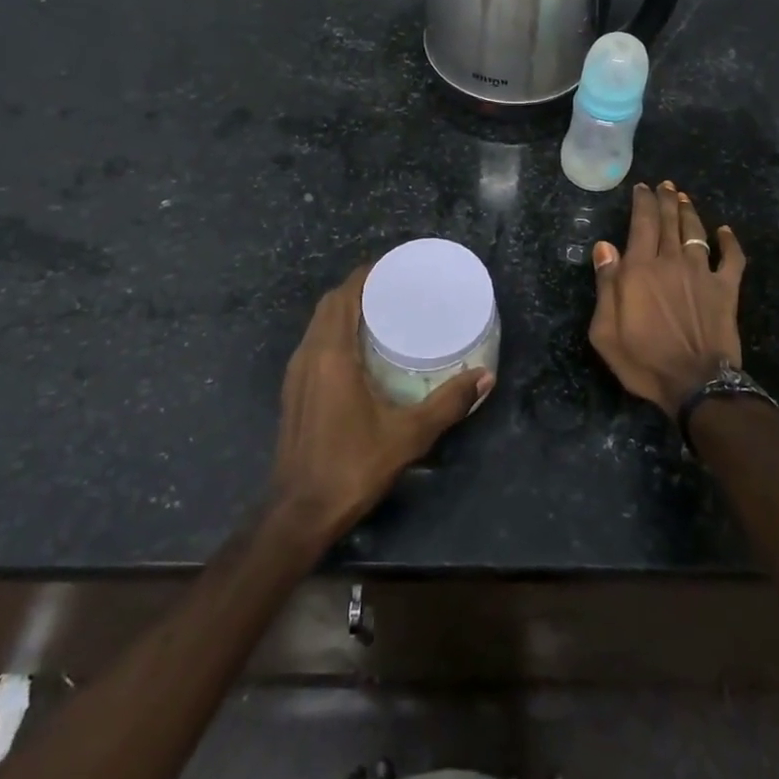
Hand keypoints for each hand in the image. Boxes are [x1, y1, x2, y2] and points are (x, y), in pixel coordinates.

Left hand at [271, 265, 492, 544]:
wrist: (299, 511)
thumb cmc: (352, 466)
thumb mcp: (408, 435)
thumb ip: (448, 403)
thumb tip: (485, 376)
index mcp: (332, 355)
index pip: (345, 296)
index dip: (367, 275)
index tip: (395, 266)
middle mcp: (308, 355)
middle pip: (330, 304)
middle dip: (359, 288)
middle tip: (395, 288)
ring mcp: (296, 373)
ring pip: (318, 324)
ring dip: (345, 309)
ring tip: (381, 311)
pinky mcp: (294, 391)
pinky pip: (314, 343)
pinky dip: (335, 331)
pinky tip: (361, 349)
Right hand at [590, 182, 745, 416]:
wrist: (695, 383)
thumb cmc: (643, 360)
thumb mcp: (605, 330)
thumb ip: (606, 285)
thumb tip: (604, 247)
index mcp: (640, 269)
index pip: (641, 224)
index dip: (642, 202)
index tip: (641, 188)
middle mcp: (671, 262)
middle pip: (669, 221)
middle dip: (665, 199)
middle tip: (664, 185)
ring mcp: (702, 273)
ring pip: (696, 232)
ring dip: (689, 212)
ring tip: (683, 198)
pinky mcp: (726, 289)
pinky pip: (732, 258)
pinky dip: (730, 242)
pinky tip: (726, 231)